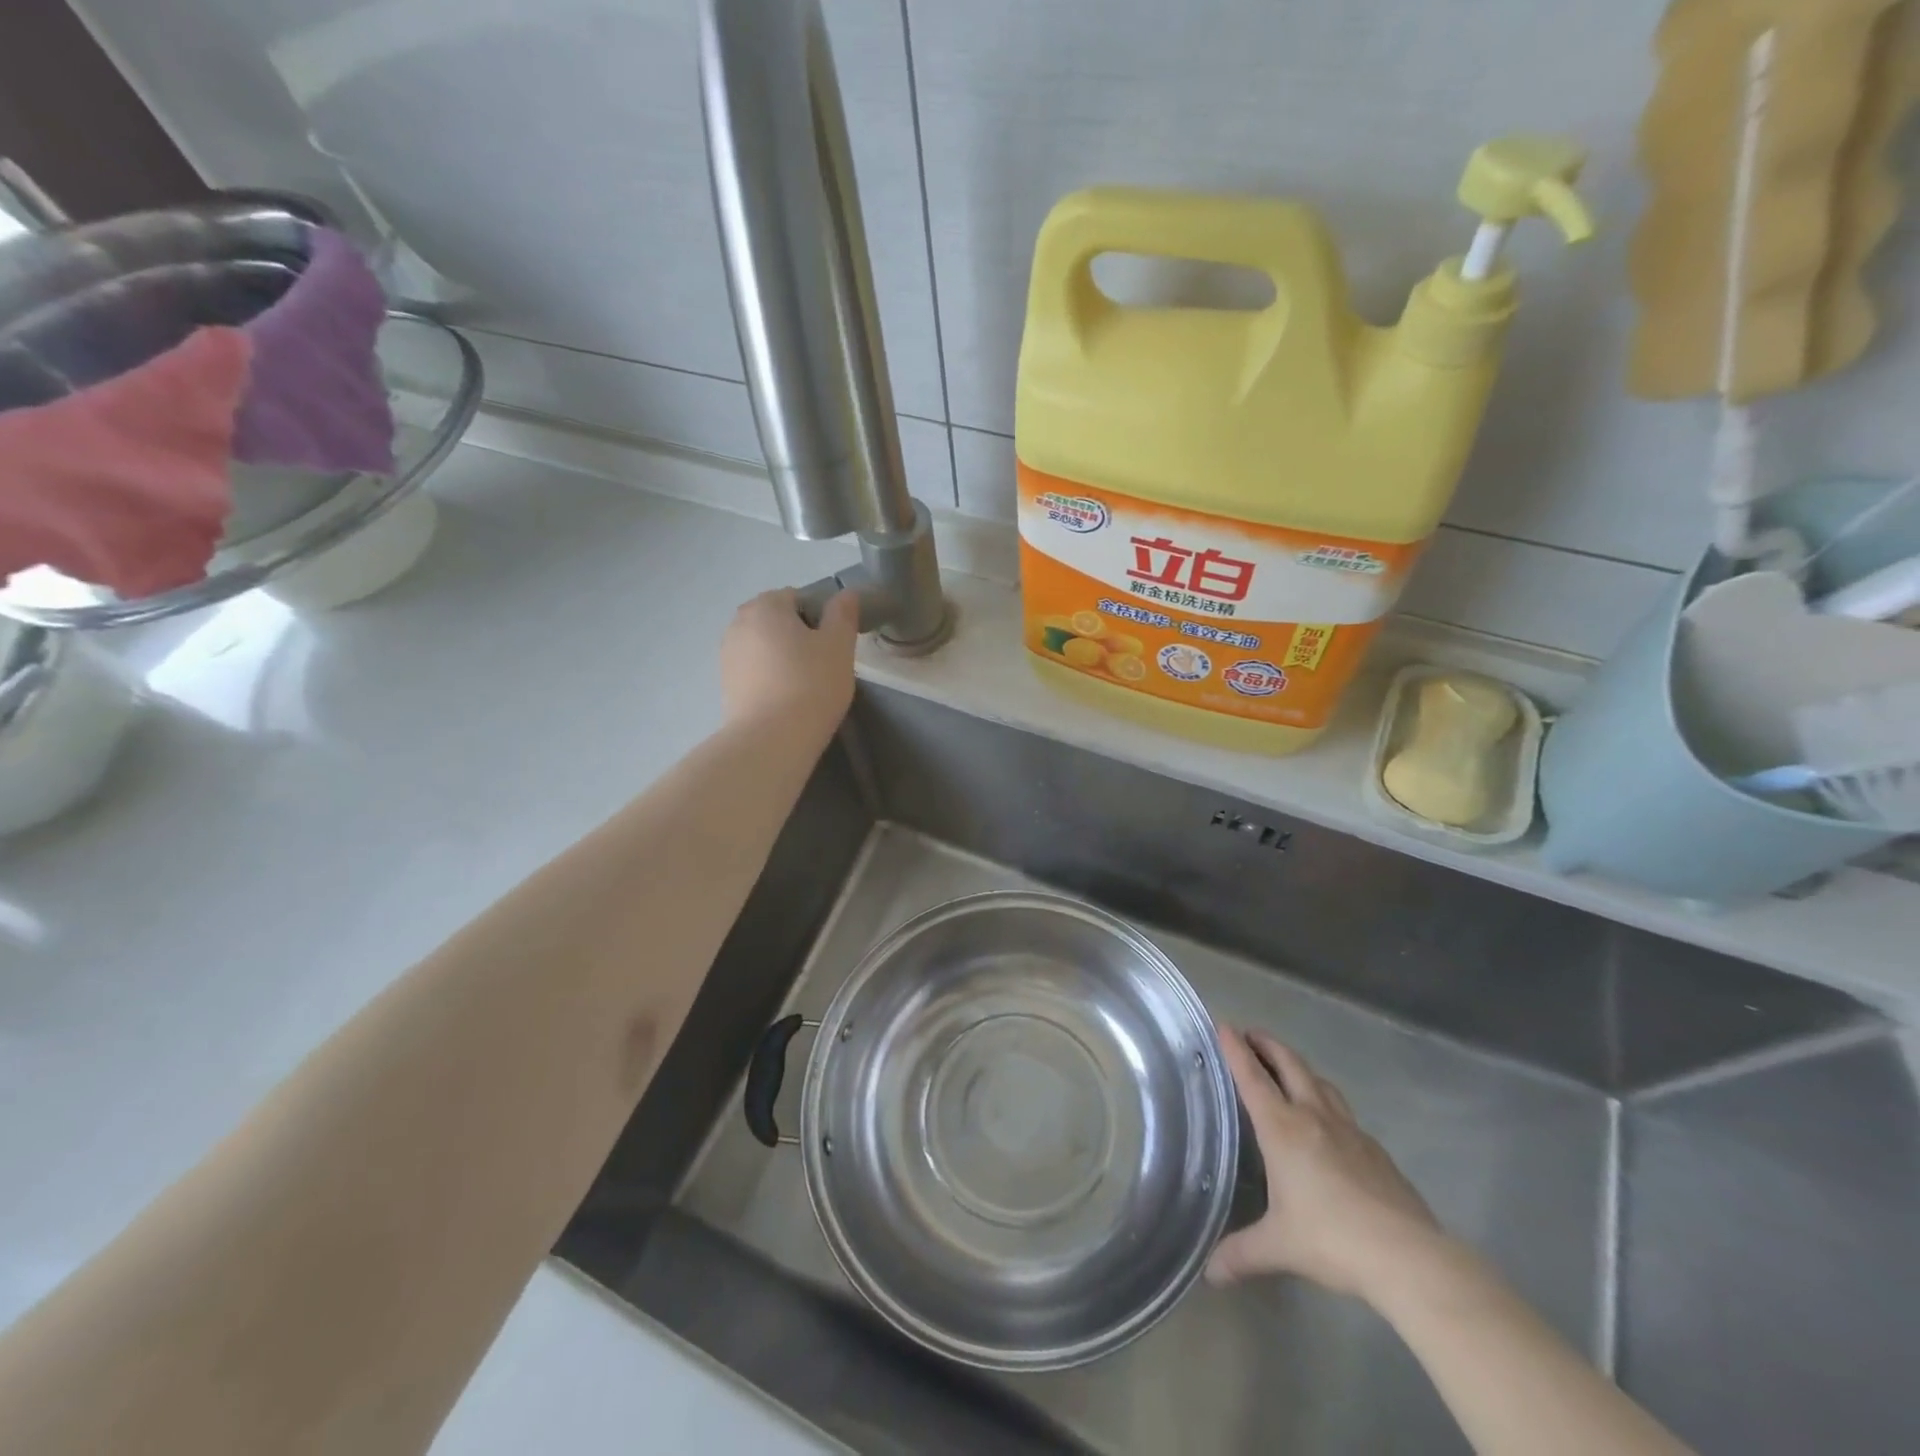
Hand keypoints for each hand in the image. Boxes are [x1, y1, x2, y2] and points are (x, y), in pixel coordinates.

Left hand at [720, 588, 859, 742]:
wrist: (771, 739)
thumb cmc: (811, 685)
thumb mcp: (839, 646)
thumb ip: (843, 614)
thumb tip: (846, 594)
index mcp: (766, 606)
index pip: (797, 597)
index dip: (819, 618)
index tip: (832, 646)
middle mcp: (739, 623)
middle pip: (777, 621)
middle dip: (798, 636)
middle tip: (821, 666)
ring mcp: (727, 654)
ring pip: (764, 647)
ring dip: (782, 657)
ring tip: (804, 686)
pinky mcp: (725, 685)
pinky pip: (754, 671)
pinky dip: (769, 678)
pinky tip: (785, 701)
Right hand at [1208, 1026, 1444, 1302]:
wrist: (1408, 1257)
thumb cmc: (1332, 1239)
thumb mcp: (1279, 1247)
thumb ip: (1241, 1254)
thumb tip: (1210, 1274)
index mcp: (1283, 1128)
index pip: (1252, 1077)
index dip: (1236, 1048)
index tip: (1224, 1024)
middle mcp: (1313, 1116)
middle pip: (1289, 1064)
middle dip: (1268, 1044)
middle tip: (1251, 1035)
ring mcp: (1349, 1130)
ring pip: (1320, 1082)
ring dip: (1299, 1067)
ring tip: (1288, 1069)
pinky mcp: (1375, 1149)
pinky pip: (1343, 1111)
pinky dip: (1326, 1101)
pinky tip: (1328, 1123)